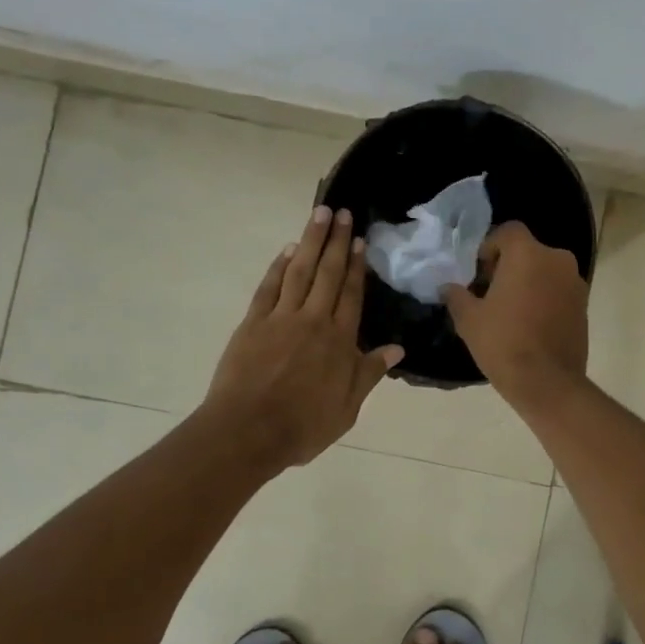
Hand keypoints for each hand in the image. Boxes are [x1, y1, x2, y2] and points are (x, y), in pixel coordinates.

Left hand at [204, 206, 404, 470]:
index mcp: (339, 341)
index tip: (359, 240)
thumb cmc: (303, 426)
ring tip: (319, 214)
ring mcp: (280, 318)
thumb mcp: (347, 409)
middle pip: (328, 273)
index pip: (351, 294)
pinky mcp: (252, 323)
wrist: (248, 432)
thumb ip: (368, 374)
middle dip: (336, 241)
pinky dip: (279, 266)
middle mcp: (313, 320)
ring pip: (299, 271)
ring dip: (310, 241)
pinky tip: (287, 251)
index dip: (356, 265)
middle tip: (342, 212)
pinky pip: (269, 287)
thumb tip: (396, 349)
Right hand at [442, 221, 588, 406]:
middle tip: (489, 293)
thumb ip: (456, 296)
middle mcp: (557, 260)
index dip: (489, 247)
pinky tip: (529, 324)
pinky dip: (544, 298)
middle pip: (527, 251)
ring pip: (545, 271)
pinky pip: (558, 290)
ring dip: (528, 282)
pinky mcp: (584, 305)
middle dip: (508, 266)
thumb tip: (448, 288)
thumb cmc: (503, 343)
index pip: (507, 231)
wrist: (547, 383)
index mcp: (528, 254)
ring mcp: (575, 283)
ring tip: (509, 311)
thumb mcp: (469, 319)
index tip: (478, 273)